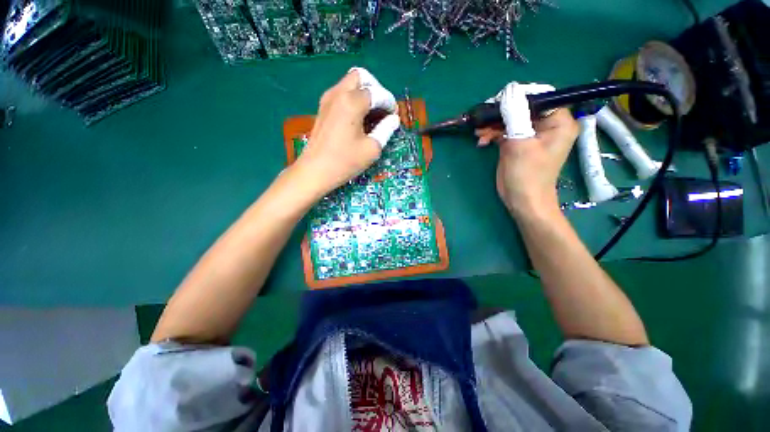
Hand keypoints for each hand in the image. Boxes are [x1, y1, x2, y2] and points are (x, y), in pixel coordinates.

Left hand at [294, 67, 399, 195]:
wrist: (315, 171)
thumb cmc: (345, 161)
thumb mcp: (371, 148)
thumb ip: (385, 130)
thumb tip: (393, 119)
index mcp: (352, 102)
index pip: (377, 93)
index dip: (389, 103)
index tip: (394, 116)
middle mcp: (338, 93)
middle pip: (361, 76)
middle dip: (376, 89)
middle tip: (382, 109)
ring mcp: (327, 99)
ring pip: (349, 83)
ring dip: (364, 93)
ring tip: (372, 114)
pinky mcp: (322, 108)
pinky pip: (341, 93)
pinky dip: (353, 99)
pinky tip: (359, 118)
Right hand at [476, 82, 578, 215]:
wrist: (521, 200)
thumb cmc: (527, 175)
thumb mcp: (520, 143)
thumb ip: (515, 115)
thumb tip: (508, 90)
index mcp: (558, 121)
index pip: (539, 97)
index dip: (517, 97)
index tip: (497, 104)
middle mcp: (547, 124)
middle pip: (522, 107)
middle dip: (501, 113)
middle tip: (483, 120)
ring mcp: (531, 134)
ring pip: (510, 119)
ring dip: (493, 125)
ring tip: (479, 134)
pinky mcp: (517, 142)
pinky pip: (504, 130)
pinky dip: (492, 134)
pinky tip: (482, 141)